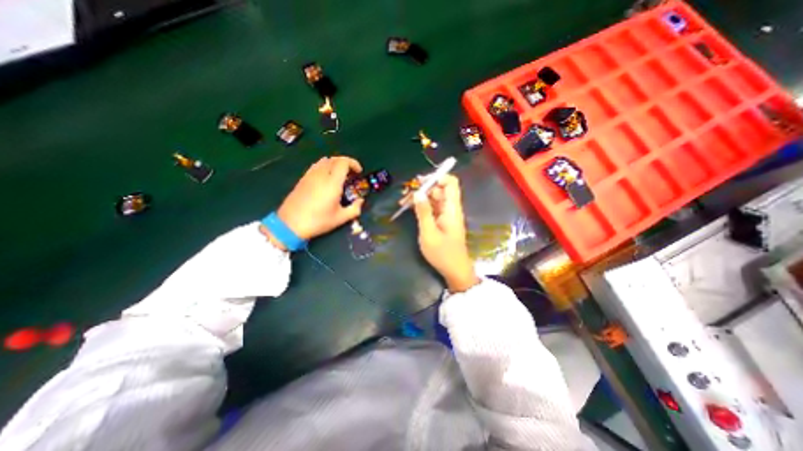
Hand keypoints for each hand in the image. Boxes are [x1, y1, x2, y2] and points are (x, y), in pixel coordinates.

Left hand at [276, 157, 364, 241]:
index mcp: (332, 183)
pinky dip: (325, 167)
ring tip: (340, 175)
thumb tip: (361, 201)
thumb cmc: (318, 221)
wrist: (290, 224)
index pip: (343, 162)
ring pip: (324, 161)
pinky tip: (326, 179)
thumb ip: (354, 209)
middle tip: (351, 174)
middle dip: (346, 163)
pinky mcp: (303, 179)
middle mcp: (321, 175)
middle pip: (334, 159)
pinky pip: (316, 166)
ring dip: (335, 164)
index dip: (353, 163)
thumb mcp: (340, 219)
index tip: (359, 172)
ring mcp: (310, 175)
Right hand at [411, 173, 478, 291]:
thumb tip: (418, 193)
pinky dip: (422, 206)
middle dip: (423, 188)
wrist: (455, 270)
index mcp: (451, 209)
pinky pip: (432, 208)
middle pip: (439, 190)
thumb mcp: (429, 233)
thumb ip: (423, 212)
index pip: (451, 183)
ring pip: (434, 199)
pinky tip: (410, 208)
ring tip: (404, 202)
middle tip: (406, 194)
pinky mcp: (442, 221)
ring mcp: (446, 215)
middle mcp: (450, 209)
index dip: (438, 177)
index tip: (420, 181)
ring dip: (420, 197)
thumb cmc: (442, 253)